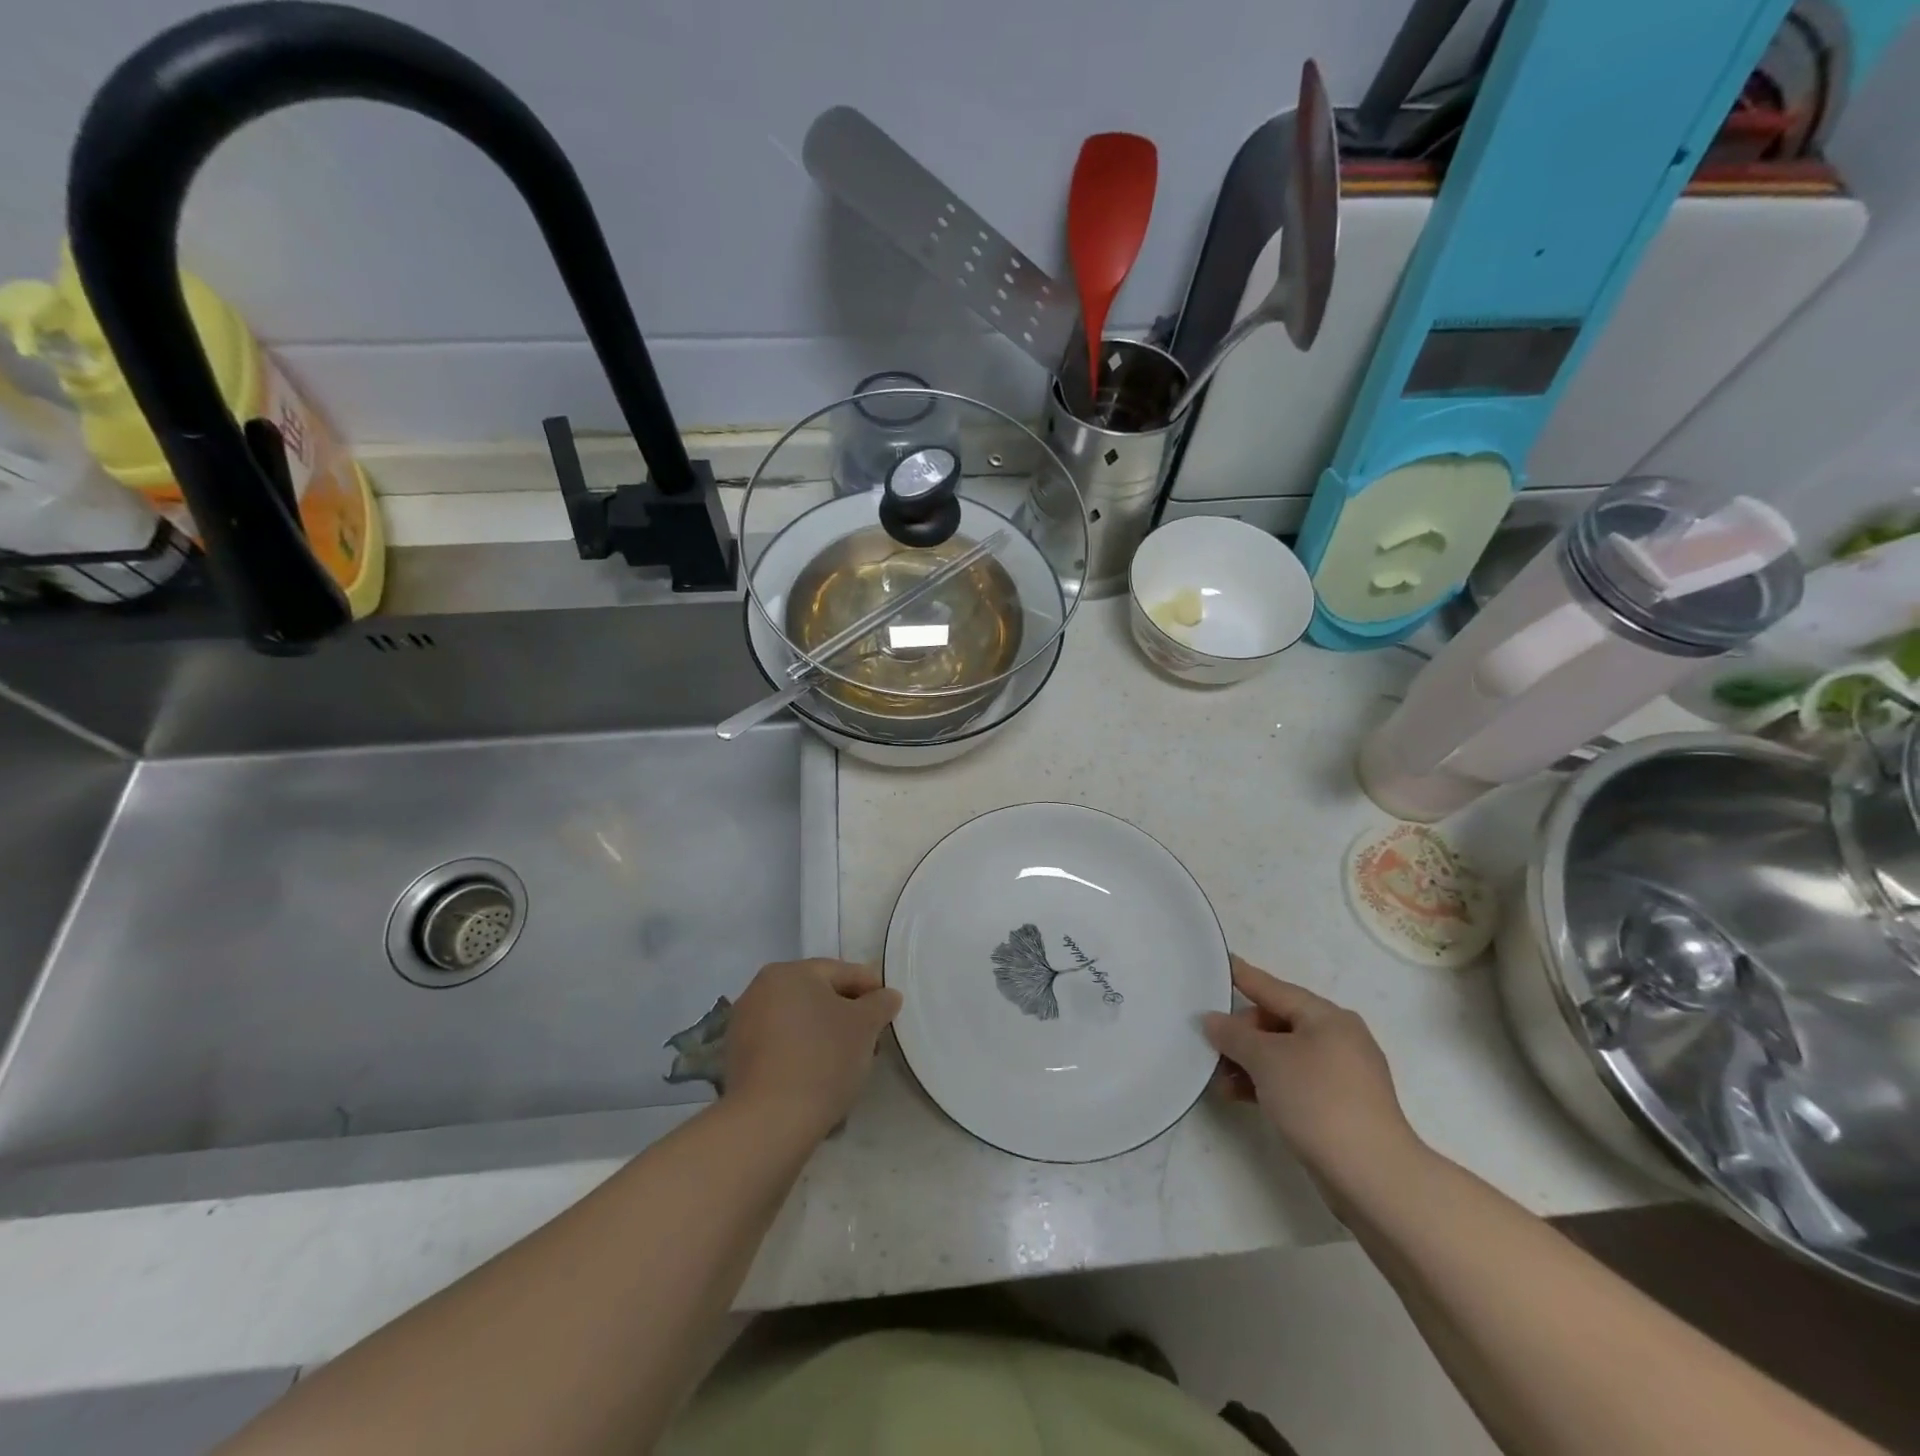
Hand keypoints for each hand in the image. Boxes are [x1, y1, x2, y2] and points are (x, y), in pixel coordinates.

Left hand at [724, 959, 901, 1141]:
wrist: (769, 1121)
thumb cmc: (823, 1058)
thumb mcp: (865, 1025)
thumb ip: (880, 1003)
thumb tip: (887, 995)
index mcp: (788, 972)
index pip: (841, 971)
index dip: (871, 988)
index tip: (890, 1009)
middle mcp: (760, 990)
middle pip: (817, 996)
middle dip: (847, 1014)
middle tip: (873, 1038)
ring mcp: (743, 1025)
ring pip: (799, 1022)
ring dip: (825, 1035)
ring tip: (849, 1062)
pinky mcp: (737, 1060)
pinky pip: (781, 1047)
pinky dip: (802, 1055)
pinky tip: (820, 1077)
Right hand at [1203, 956, 1422, 1196]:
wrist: (1374, 1177)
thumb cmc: (1319, 1101)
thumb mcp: (1266, 1060)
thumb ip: (1234, 1035)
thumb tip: (1213, 1020)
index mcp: (1327, 1017)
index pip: (1274, 988)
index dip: (1243, 976)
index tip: (1220, 962)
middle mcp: (1338, 1038)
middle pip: (1277, 1023)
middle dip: (1241, 1034)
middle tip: (1211, 1048)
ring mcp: (1342, 1075)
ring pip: (1283, 1055)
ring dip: (1250, 1064)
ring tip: (1219, 1081)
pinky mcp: (1340, 1107)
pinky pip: (1294, 1081)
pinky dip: (1267, 1084)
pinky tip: (1239, 1096)